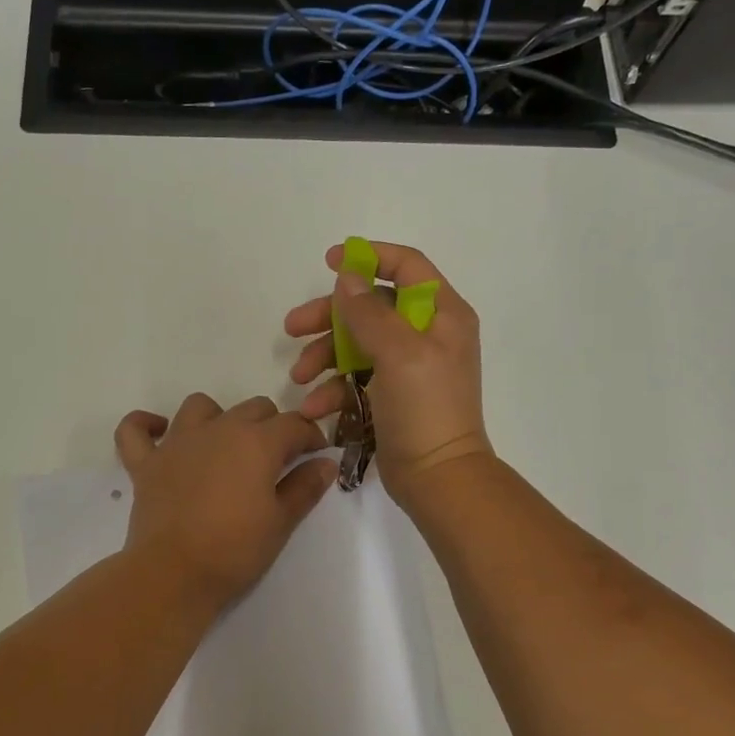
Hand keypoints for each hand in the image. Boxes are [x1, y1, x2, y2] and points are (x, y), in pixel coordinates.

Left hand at [114, 393, 337, 607]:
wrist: (173, 574)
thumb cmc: (234, 550)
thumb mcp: (280, 522)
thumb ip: (305, 487)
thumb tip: (326, 463)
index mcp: (256, 442)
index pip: (294, 425)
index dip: (311, 437)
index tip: (317, 455)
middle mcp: (218, 429)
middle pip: (254, 408)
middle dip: (272, 426)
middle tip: (277, 459)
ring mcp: (177, 442)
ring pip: (201, 406)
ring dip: (218, 418)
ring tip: (225, 445)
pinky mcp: (146, 462)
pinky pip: (135, 429)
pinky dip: (146, 425)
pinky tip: (160, 432)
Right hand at [285, 240, 492, 504]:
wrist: (438, 478)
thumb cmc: (425, 408)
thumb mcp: (398, 353)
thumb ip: (369, 312)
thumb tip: (348, 277)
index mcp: (442, 314)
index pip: (407, 266)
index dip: (369, 257)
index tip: (329, 261)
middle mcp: (427, 334)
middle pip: (371, 307)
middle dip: (330, 317)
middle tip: (292, 327)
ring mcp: (408, 366)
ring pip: (357, 343)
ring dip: (324, 356)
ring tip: (298, 378)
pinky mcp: (391, 395)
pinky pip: (356, 378)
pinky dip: (333, 388)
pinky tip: (314, 406)